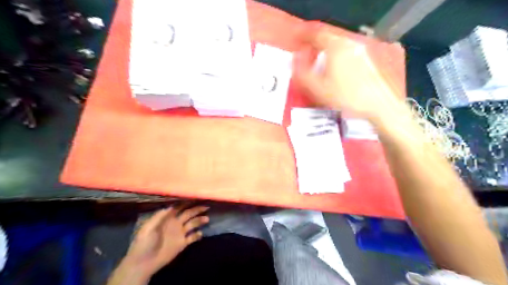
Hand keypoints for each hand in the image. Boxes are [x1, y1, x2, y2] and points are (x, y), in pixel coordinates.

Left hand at [111, 203, 210, 283]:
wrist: (143, 262)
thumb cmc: (144, 242)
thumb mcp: (149, 227)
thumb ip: (160, 216)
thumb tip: (172, 205)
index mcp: (167, 217)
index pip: (180, 206)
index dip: (187, 201)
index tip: (196, 196)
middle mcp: (176, 223)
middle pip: (189, 213)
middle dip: (197, 209)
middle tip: (206, 206)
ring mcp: (180, 233)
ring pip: (193, 224)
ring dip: (200, 220)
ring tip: (206, 219)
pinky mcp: (182, 244)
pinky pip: (193, 238)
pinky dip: (197, 235)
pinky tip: (200, 233)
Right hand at [291, 30, 403, 120]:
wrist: (378, 107)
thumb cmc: (346, 97)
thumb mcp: (318, 89)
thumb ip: (302, 73)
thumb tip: (295, 61)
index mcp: (336, 47)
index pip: (316, 36)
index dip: (305, 41)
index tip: (300, 51)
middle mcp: (350, 44)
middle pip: (329, 40)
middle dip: (318, 50)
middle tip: (311, 63)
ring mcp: (363, 51)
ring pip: (341, 48)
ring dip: (330, 56)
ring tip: (325, 71)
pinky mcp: (371, 60)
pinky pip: (351, 55)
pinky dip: (342, 60)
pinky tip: (342, 75)